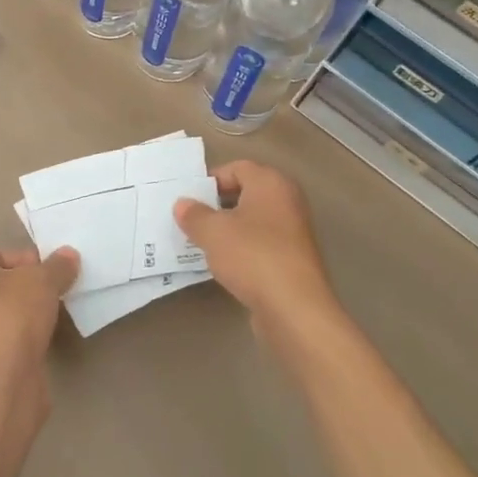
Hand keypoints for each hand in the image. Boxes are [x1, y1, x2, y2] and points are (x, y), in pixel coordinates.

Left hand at [0, 246, 79, 385]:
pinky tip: (46, 339)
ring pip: (7, 313)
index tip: (55, 273)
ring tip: (56, 315)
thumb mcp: (42, 280)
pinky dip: (27, 338)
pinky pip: (9, 338)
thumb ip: (57, 266)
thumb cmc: (11, 315)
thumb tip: (69, 255)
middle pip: (3, 284)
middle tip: (58, 292)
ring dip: (30, 314)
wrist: (1, 382)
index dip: (31, 261)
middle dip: (31, 288)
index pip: (0, 255)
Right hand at [174, 161, 337, 327]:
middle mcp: (287, 201)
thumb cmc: (252, 256)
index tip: (189, 198)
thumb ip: (194, 214)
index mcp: (271, 183)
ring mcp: (294, 232)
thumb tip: (183, 204)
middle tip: (191, 219)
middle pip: (246, 193)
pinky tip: (223, 264)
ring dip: (228, 229)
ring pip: (253, 221)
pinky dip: (242, 249)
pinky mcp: (293, 260)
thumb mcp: (212, 231)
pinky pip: (261, 244)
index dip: (211, 180)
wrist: (294, 308)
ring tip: (202, 242)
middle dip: (217, 204)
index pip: (237, 168)